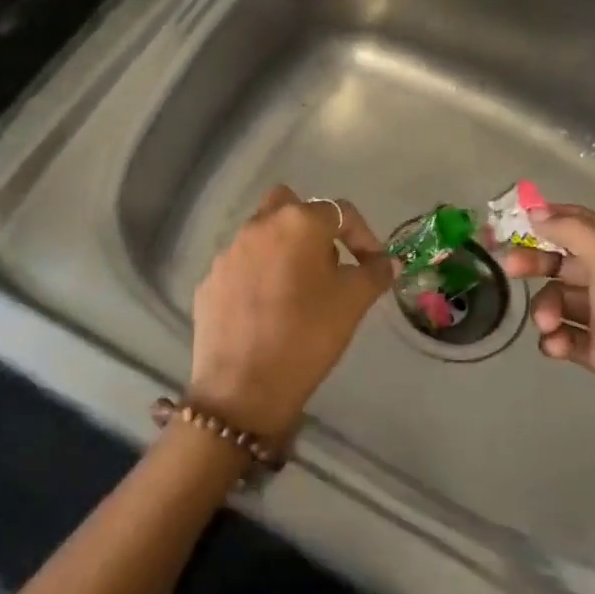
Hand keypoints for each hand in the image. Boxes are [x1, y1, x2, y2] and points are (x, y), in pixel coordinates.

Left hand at [188, 185, 395, 448]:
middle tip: (328, 264)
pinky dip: (257, 276)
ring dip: (283, 250)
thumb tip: (385, 262)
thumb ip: (374, 273)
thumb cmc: (307, 336)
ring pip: (261, 235)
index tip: (372, 265)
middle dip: (312, 227)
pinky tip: (267, 310)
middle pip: (290, 207)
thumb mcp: (353, 303)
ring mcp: (228, 252)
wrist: (242, 386)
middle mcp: (258, 226)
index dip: (363, 236)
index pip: (340, 212)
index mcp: (297, 223)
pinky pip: (241, 266)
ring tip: (298, 290)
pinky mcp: (209, 280)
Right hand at [499, 204, 594, 507]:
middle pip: (566, 262)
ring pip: (562, 301)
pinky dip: (556, 339)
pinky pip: (567, 337)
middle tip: (510, 270)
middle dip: (538, 265)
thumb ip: (573, 230)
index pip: (583, 223)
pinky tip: (556, 347)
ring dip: (546, 309)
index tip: (514, 223)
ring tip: (548, 325)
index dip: (550, 219)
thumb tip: (537, 211)